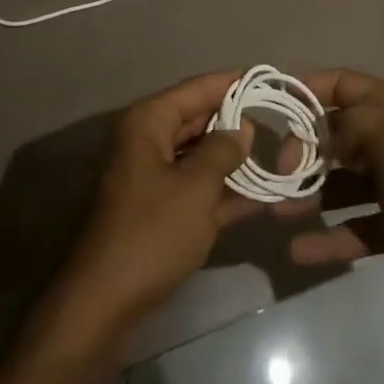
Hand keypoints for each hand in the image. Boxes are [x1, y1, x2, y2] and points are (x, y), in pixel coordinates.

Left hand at [51, 71, 253, 340]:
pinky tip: (261, 195)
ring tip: (278, 154)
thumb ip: (223, 150)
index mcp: (149, 122)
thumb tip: (243, 127)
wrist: (104, 305)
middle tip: (279, 120)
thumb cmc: (151, 234)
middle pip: (199, 119)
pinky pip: (196, 186)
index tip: (269, 79)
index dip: (234, 82)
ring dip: (234, 158)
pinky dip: (223, 188)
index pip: (198, 88)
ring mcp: (151, 176)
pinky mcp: (158, 208)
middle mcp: (147, 140)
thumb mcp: (196, 188)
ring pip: (200, 154)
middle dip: (238, 122)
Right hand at [287, 70, 383, 312]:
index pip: (343, 85)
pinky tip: (298, 251)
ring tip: (275, 210)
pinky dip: (330, 237)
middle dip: (304, 149)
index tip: (272, 106)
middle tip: (275, 173)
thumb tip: (323, 130)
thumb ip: (350, 127)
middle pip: (338, 134)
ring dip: (311, 194)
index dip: (308, 90)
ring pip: (342, 182)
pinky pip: (356, 226)